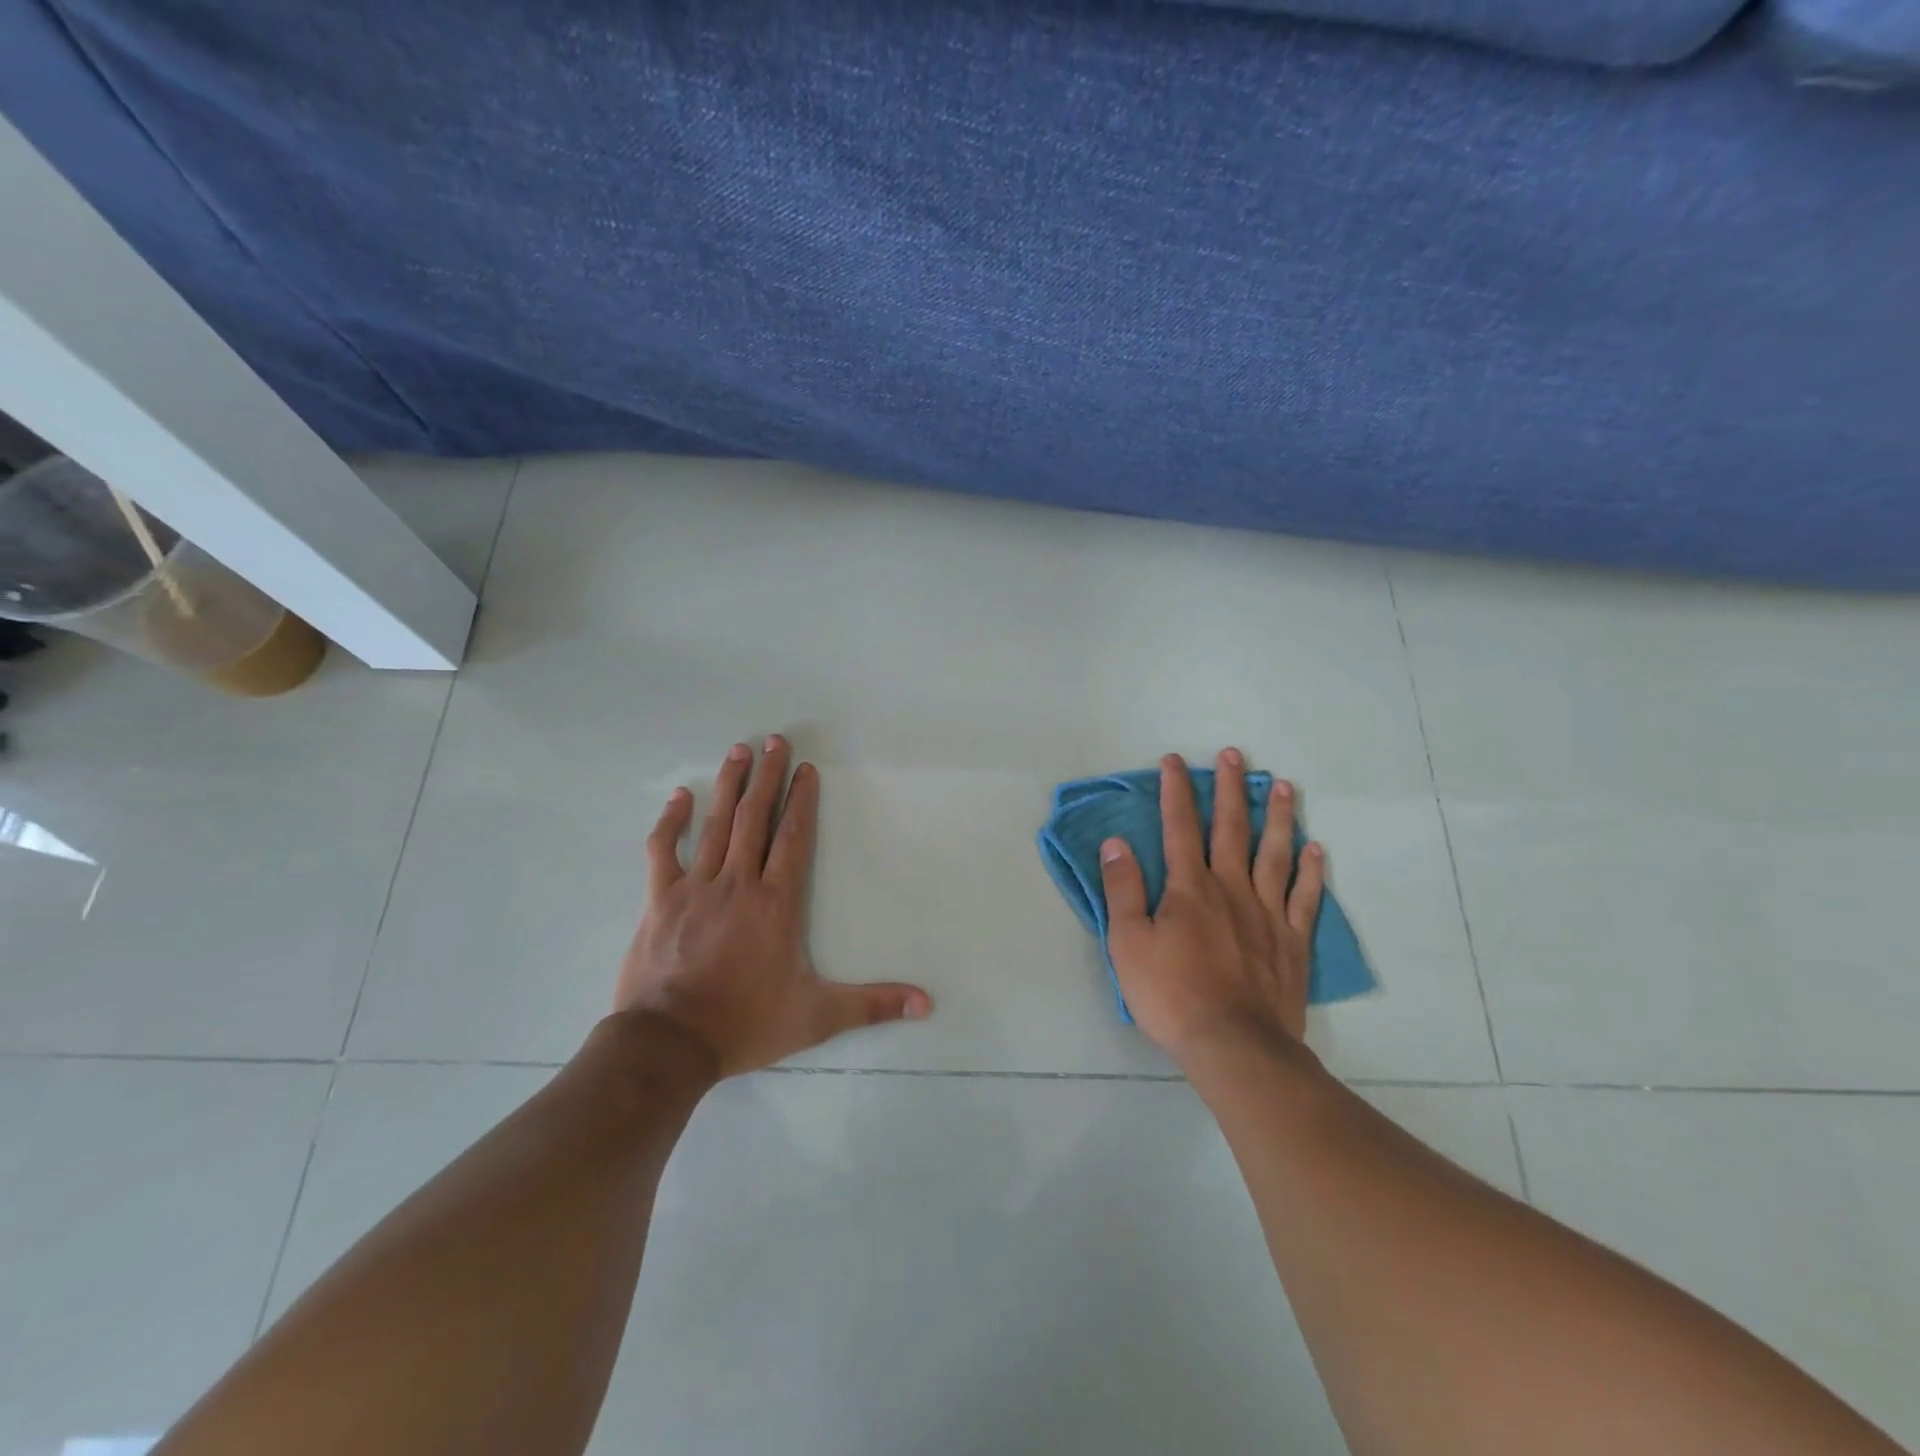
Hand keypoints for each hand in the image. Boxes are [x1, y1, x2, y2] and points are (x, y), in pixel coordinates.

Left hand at [615, 736, 931, 1077]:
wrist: (669, 1044)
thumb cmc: (745, 1024)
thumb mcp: (817, 1017)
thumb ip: (872, 1005)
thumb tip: (927, 1003)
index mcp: (776, 903)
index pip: (793, 838)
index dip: (802, 801)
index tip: (805, 769)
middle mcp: (738, 883)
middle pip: (756, 818)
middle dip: (766, 776)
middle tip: (773, 740)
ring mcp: (695, 887)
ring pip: (715, 824)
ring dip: (729, 785)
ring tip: (738, 750)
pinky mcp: (660, 899)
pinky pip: (663, 850)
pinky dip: (671, 821)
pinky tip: (679, 796)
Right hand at [1099, 750, 1324, 1065]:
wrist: (1234, 1045)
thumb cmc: (1171, 994)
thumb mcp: (1127, 943)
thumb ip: (1122, 889)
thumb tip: (1116, 843)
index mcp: (1189, 887)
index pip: (1179, 827)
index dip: (1177, 791)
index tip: (1176, 761)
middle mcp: (1231, 888)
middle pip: (1231, 828)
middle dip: (1230, 789)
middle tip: (1235, 755)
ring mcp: (1267, 913)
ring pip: (1275, 854)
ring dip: (1278, 817)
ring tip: (1283, 786)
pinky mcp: (1293, 941)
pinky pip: (1305, 898)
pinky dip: (1312, 872)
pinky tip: (1316, 850)